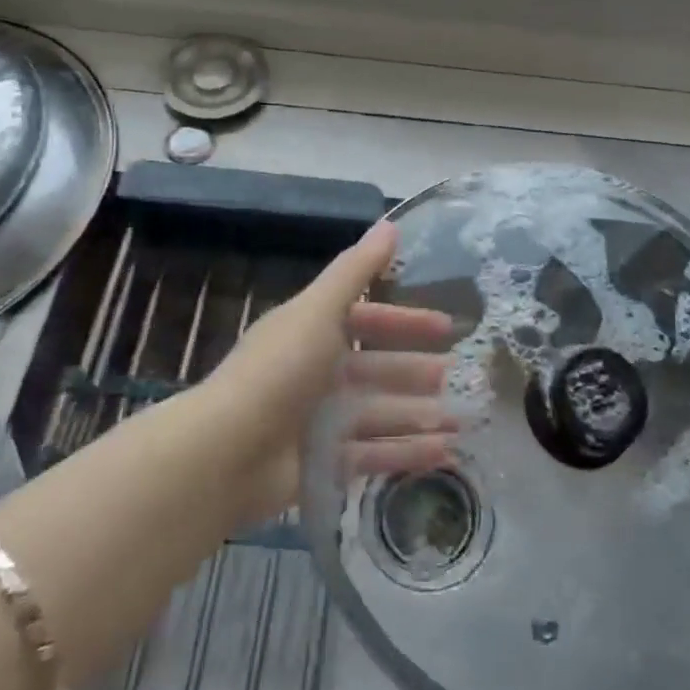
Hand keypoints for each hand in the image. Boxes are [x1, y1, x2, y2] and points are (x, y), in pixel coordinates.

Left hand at [208, 220, 457, 525]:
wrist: (226, 452)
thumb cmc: (279, 369)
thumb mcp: (319, 310)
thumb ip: (356, 271)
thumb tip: (391, 224)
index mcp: (314, 332)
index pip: (368, 320)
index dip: (405, 321)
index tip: (445, 326)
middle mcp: (318, 373)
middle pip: (377, 369)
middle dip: (416, 371)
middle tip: (457, 375)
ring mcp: (320, 421)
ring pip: (380, 412)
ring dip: (420, 413)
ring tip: (462, 418)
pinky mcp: (323, 465)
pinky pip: (373, 454)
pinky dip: (407, 451)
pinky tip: (445, 451)